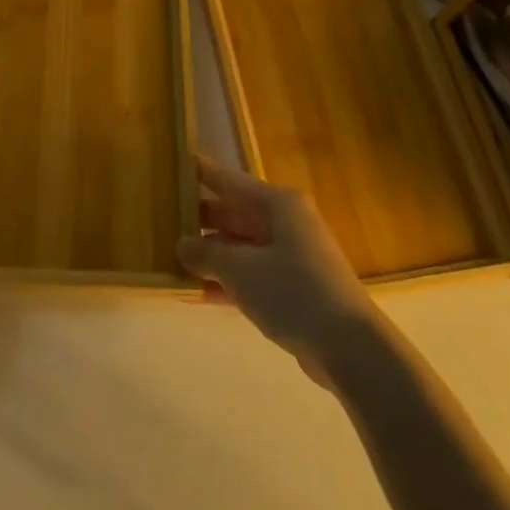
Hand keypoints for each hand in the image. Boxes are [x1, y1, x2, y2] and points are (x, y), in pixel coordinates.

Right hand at [178, 156, 379, 385]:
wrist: (348, 346)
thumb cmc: (293, 291)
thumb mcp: (241, 269)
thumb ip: (206, 254)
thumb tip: (183, 244)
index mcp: (278, 205)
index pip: (230, 180)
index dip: (202, 173)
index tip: (175, 164)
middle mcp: (286, 223)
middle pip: (234, 214)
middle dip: (200, 220)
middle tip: (161, 219)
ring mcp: (290, 257)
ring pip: (240, 247)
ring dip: (209, 255)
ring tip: (168, 257)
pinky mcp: (292, 289)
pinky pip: (250, 276)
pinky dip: (225, 283)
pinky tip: (193, 294)